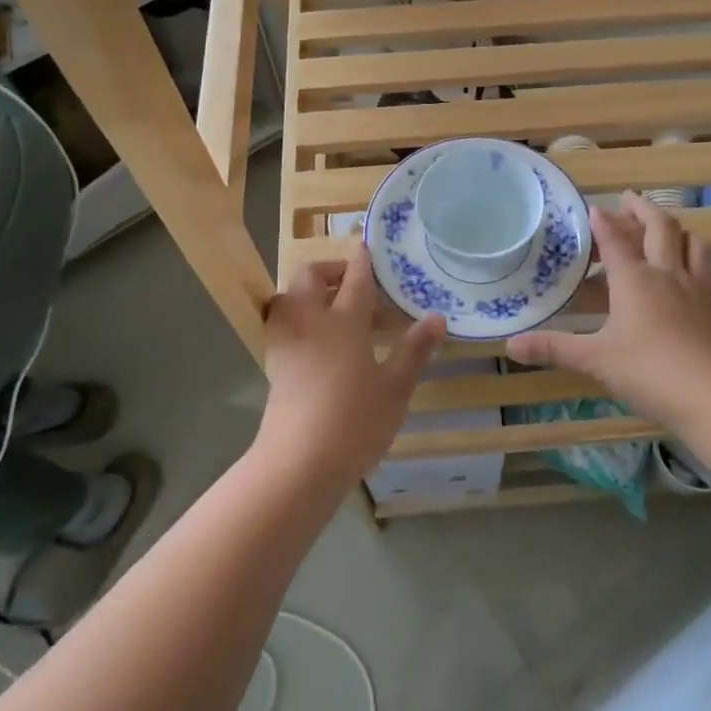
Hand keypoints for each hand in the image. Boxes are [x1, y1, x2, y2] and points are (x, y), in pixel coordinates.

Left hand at [258, 255, 445, 488]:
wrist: (298, 463)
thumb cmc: (355, 421)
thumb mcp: (395, 388)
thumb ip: (414, 350)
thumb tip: (437, 316)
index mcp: (344, 320)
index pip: (355, 278)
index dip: (363, 261)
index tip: (368, 247)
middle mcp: (310, 321)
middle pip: (310, 277)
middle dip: (329, 270)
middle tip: (352, 282)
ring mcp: (286, 342)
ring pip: (289, 297)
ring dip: (308, 291)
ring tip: (331, 306)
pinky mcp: (273, 364)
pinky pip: (281, 323)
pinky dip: (296, 316)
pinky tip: (314, 339)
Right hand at [506, 192, 710, 432]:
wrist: (708, 396)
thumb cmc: (645, 370)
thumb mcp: (593, 359)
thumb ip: (552, 348)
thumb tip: (510, 346)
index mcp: (633, 279)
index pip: (615, 239)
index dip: (602, 221)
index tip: (592, 208)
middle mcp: (668, 275)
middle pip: (661, 228)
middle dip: (643, 209)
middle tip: (629, 201)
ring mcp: (699, 292)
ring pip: (697, 246)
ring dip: (682, 232)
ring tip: (670, 231)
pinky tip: (706, 277)